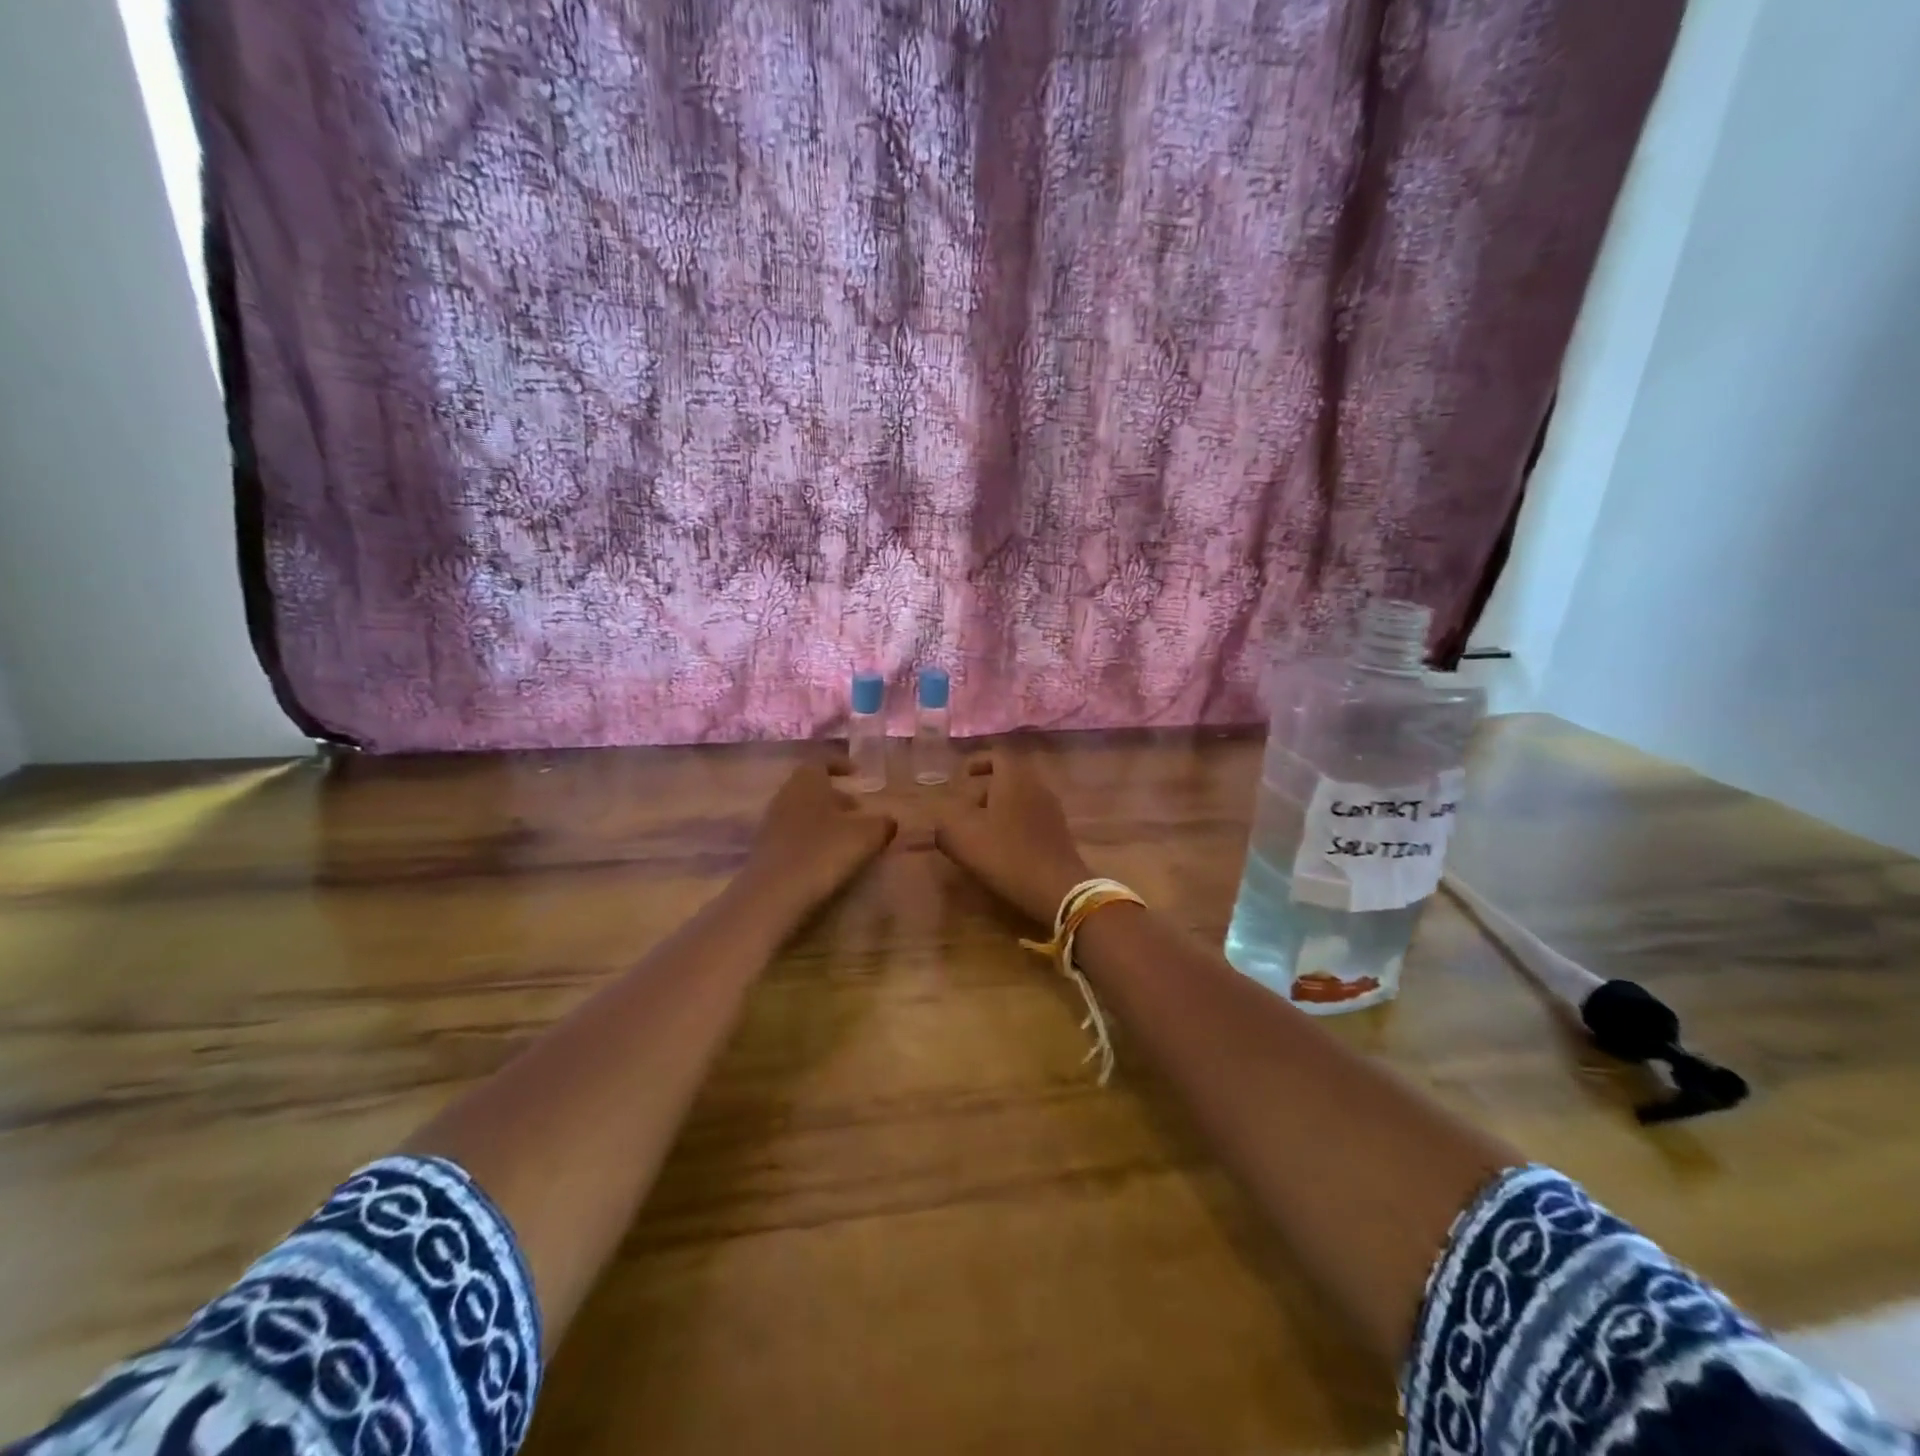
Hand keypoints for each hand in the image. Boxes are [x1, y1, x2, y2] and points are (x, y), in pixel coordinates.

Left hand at [740, 758, 896, 924]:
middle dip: (836, 797)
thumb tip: (889, 820)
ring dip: (825, 820)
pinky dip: (812, 840)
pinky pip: (794, 836)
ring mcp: (771, 824)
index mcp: (808, 781)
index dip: (841, 765)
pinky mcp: (765, 851)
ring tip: (848, 838)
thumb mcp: (867, 835)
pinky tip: (828, 859)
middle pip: (812, 789)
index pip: (822, 761)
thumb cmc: (824, 852)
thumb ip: (883, 823)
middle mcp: (786, 796)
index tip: (858, 774)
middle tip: (859, 810)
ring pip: (803, 812)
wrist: (773, 895)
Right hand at [932, 751, 1091, 925]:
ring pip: (1019, 798)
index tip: (960, 777)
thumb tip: (941, 820)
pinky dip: (1013, 824)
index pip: (996, 755)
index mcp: (1013, 778)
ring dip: (998, 809)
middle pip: (1008, 777)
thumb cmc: (1005, 854)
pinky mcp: (1058, 832)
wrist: (1056, 888)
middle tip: (965, 807)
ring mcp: (1051, 809)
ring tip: (978, 831)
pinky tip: (1000, 847)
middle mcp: (1036, 786)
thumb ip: (944, 823)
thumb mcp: (961, 838)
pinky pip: (1030, 817)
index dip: (976, 762)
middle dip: (984, 789)